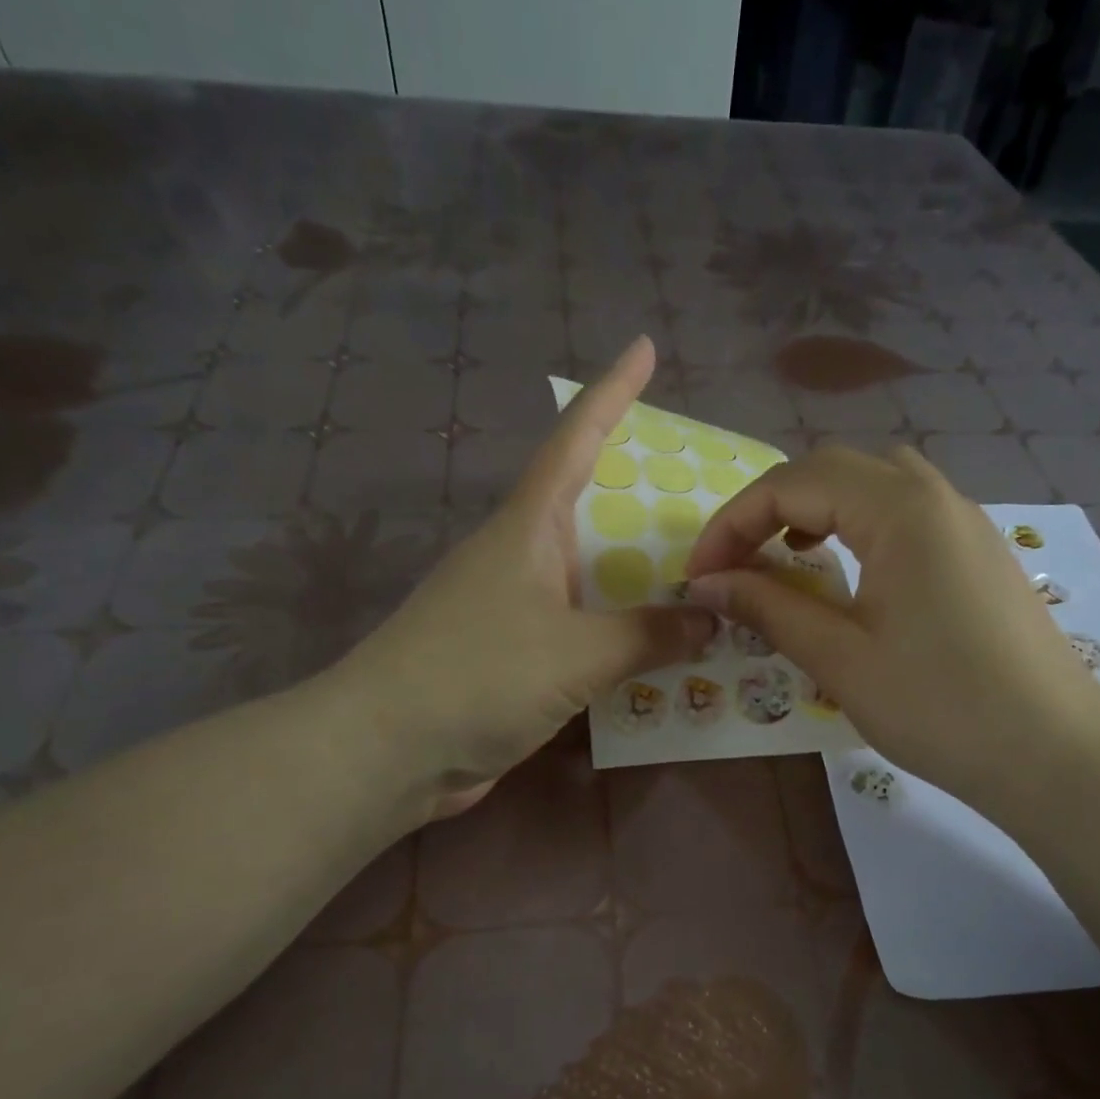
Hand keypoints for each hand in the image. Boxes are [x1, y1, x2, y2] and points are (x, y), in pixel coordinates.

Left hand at [335, 337, 712, 812]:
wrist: (388, 751)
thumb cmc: (478, 675)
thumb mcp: (577, 652)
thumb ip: (650, 634)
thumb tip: (711, 620)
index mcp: (528, 528)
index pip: (576, 439)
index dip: (612, 392)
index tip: (643, 347)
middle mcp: (522, 558)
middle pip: (592, 510)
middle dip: (645, 499)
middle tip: (708, 498)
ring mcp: (515, 609)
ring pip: (592, 578)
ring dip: (641, 579)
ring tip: (704, 577)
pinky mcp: (515, 658)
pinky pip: (584, 632)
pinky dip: (622, 635)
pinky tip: (661, 650)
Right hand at [683, 444, 1099, 808]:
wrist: (1053, 754)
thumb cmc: (939, 706)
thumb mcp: (840, 658)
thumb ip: (769, 607)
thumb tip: (705, 583)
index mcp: (900, 508)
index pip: (792, 483)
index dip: (732, 523)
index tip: (698, 574)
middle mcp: (935, 495)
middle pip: (832, 468)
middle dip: (769, 507)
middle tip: (734, 563)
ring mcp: (964, 521)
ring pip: (873, 483)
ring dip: (816, 507)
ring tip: (785, 554)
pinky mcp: (978, 552)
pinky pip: (905, 512)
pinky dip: (858, 524)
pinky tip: (847, 570)